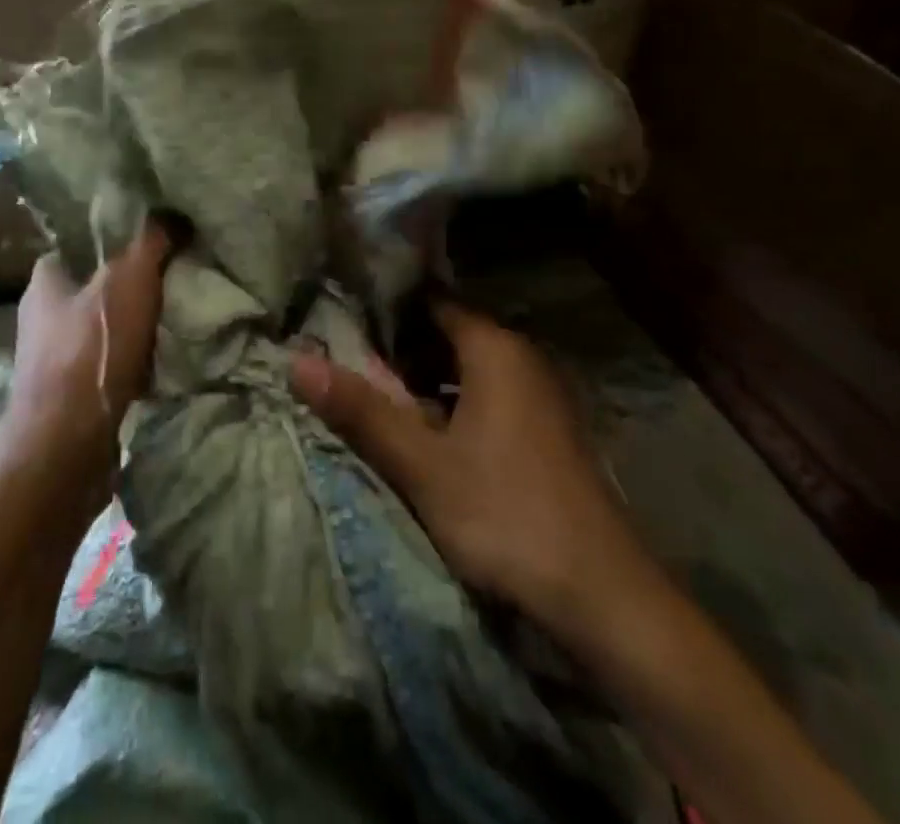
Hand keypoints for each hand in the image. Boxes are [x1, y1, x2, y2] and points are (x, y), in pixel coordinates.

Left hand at [1, 220, 175, 505]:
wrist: (66, 448)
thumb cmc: (93, 350)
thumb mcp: (131, 279)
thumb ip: (151, 241)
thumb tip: (173, 214)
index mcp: (45, 280)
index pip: (79, 244)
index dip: (113, 239)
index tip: (150, 240)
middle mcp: (41, 316)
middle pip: (94, 286)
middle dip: (130, 285)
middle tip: (171, 278)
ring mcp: (51, 359)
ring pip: (102, 327)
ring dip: (134, 326)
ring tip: (172, 320)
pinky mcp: (67, 395)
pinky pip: (106, 364)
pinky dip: (131, 363)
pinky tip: (158, 365)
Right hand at [289, 300, 639, 627]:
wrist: (603, 597)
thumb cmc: (505, 513)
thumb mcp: (422, 464)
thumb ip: (360, 410)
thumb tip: (296, 361)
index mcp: (495, 348)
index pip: (432, 302)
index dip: (388, 307)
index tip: (343, 316)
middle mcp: (522, 359)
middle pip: (449, 335)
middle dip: (401, 348)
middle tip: (348, 360)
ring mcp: (540, 396)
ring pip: (469, 371)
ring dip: (426, 382)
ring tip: (376, 396)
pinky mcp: (548, 433)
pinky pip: (489, 398)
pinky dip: (454, 406)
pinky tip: (428, 435)